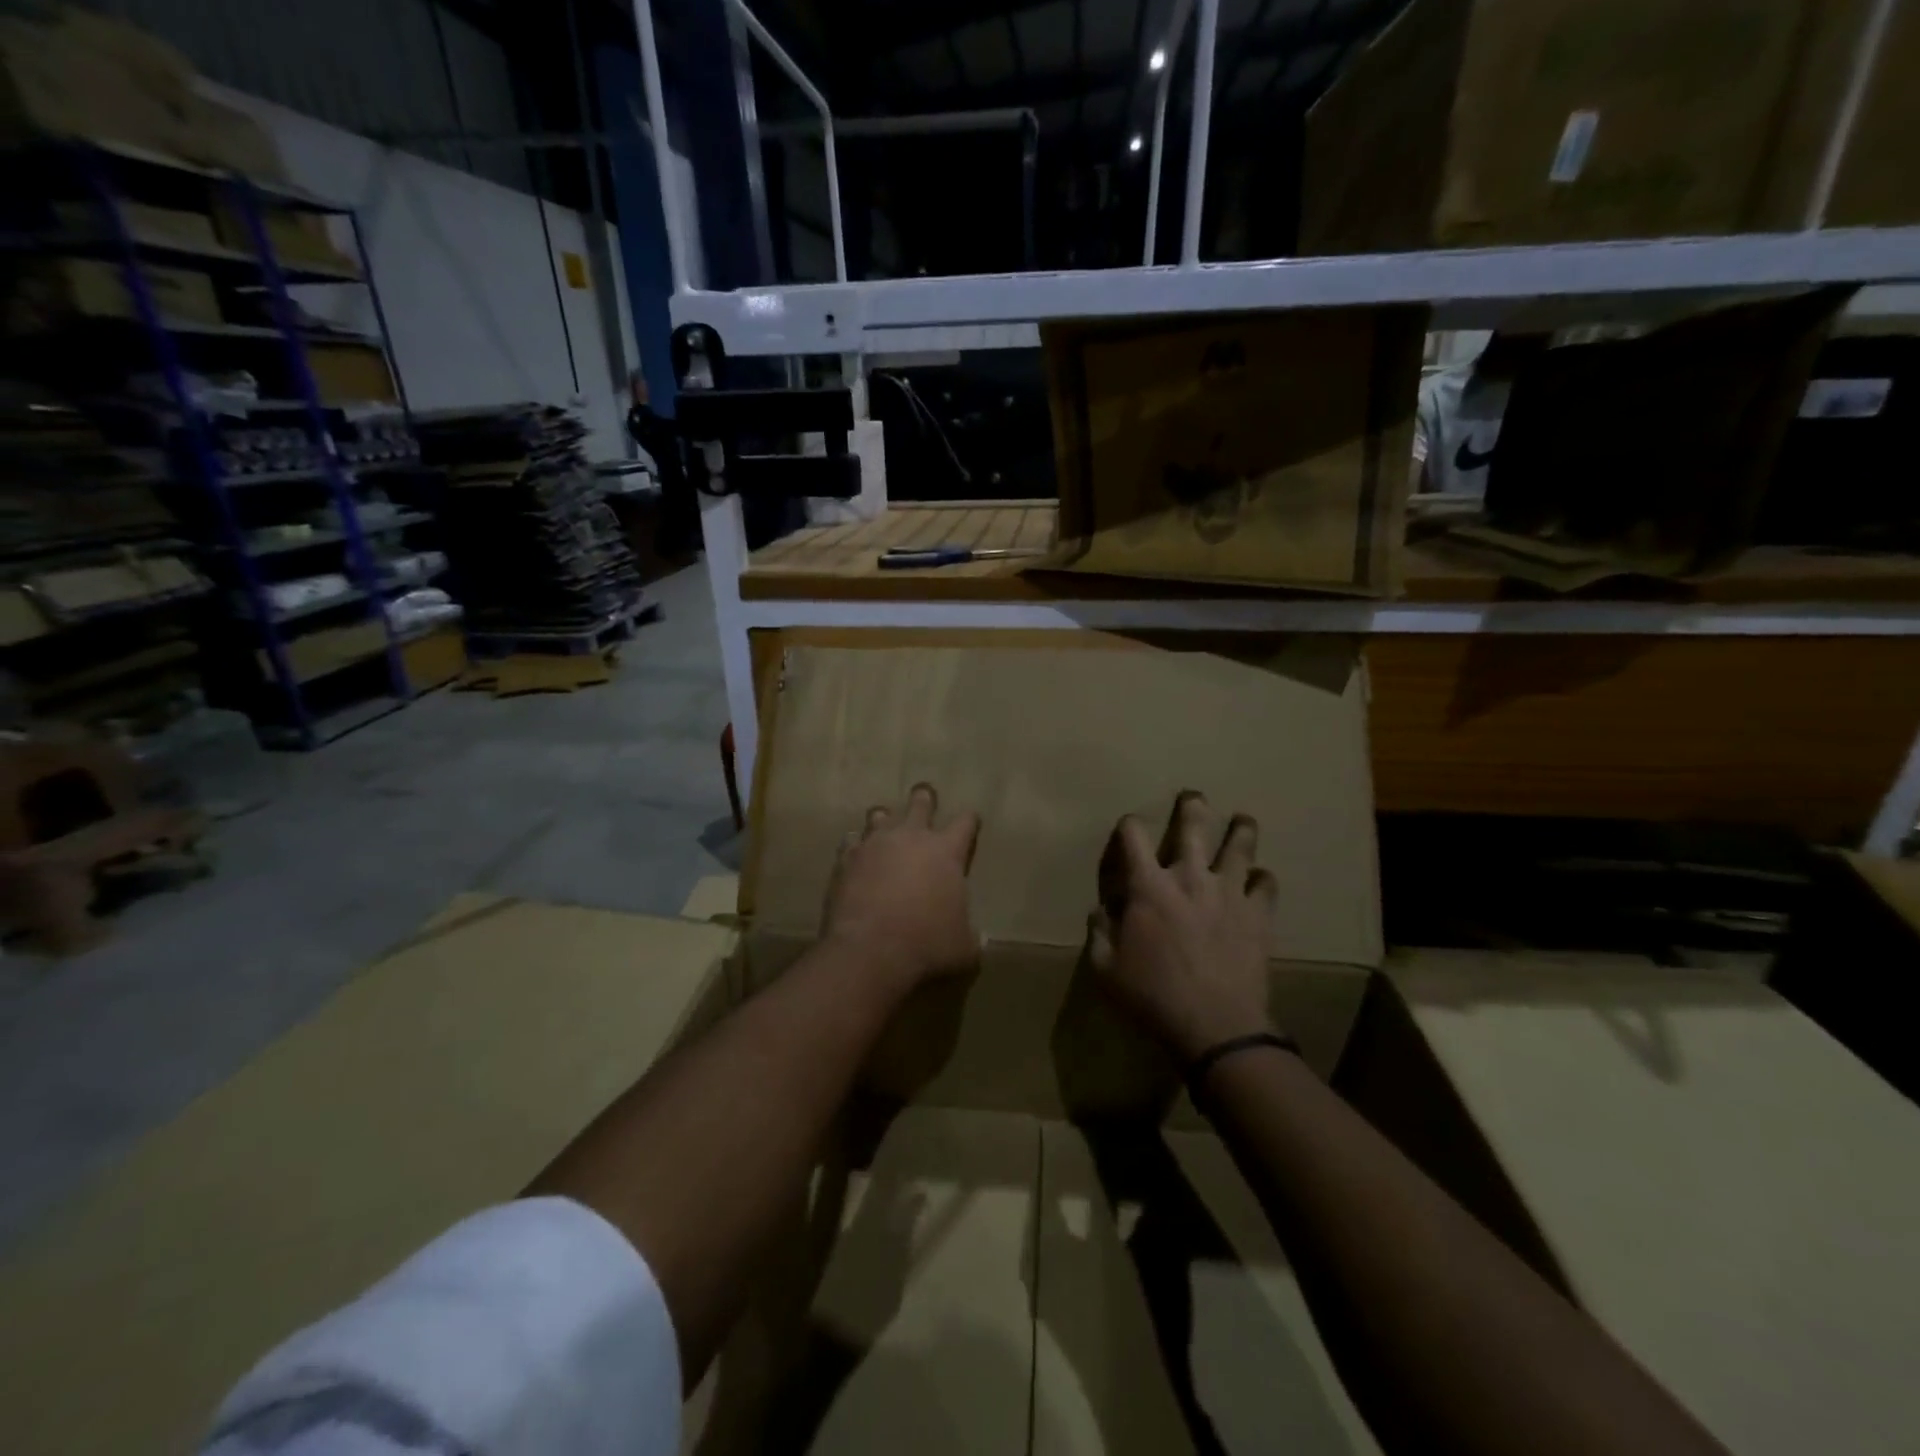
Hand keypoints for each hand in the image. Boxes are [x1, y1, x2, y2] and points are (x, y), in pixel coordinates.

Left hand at [823, 783, 980, 990]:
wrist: (870, 950)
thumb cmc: (927, 944)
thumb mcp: (963, 947)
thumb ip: (971, 936)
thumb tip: (979, 939)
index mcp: (946, 851)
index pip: (965, 822)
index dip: (969, 820)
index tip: (970, 821)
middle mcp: (911, 837)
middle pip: (920, 803)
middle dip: (924, 798)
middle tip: (924, 795)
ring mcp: (875, 844)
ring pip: (880, 815)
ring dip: (885, 819)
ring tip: (885, 824)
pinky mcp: (846, 859)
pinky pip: (851, 841)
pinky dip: (856, 845)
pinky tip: (856, 853)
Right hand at [1088, 791, 1278, 1061]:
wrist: (1215, 1026)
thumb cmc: (1153, 996)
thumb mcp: (1106, 970)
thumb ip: (1099, 934)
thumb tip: (1100, 911)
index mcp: (1149, 887)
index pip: (1133, 836)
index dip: (1129, 824)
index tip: (1129, 826)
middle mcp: (1190, 877)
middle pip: (1194, 825)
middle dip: (1193, 806)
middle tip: (1194, 796)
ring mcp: (1229, 893)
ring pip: (1240, 845)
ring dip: (1241, 829)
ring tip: (1243, 820)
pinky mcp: (1258, 914)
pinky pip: (1267, 884)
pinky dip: (1263, 879)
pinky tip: (1260, 880)